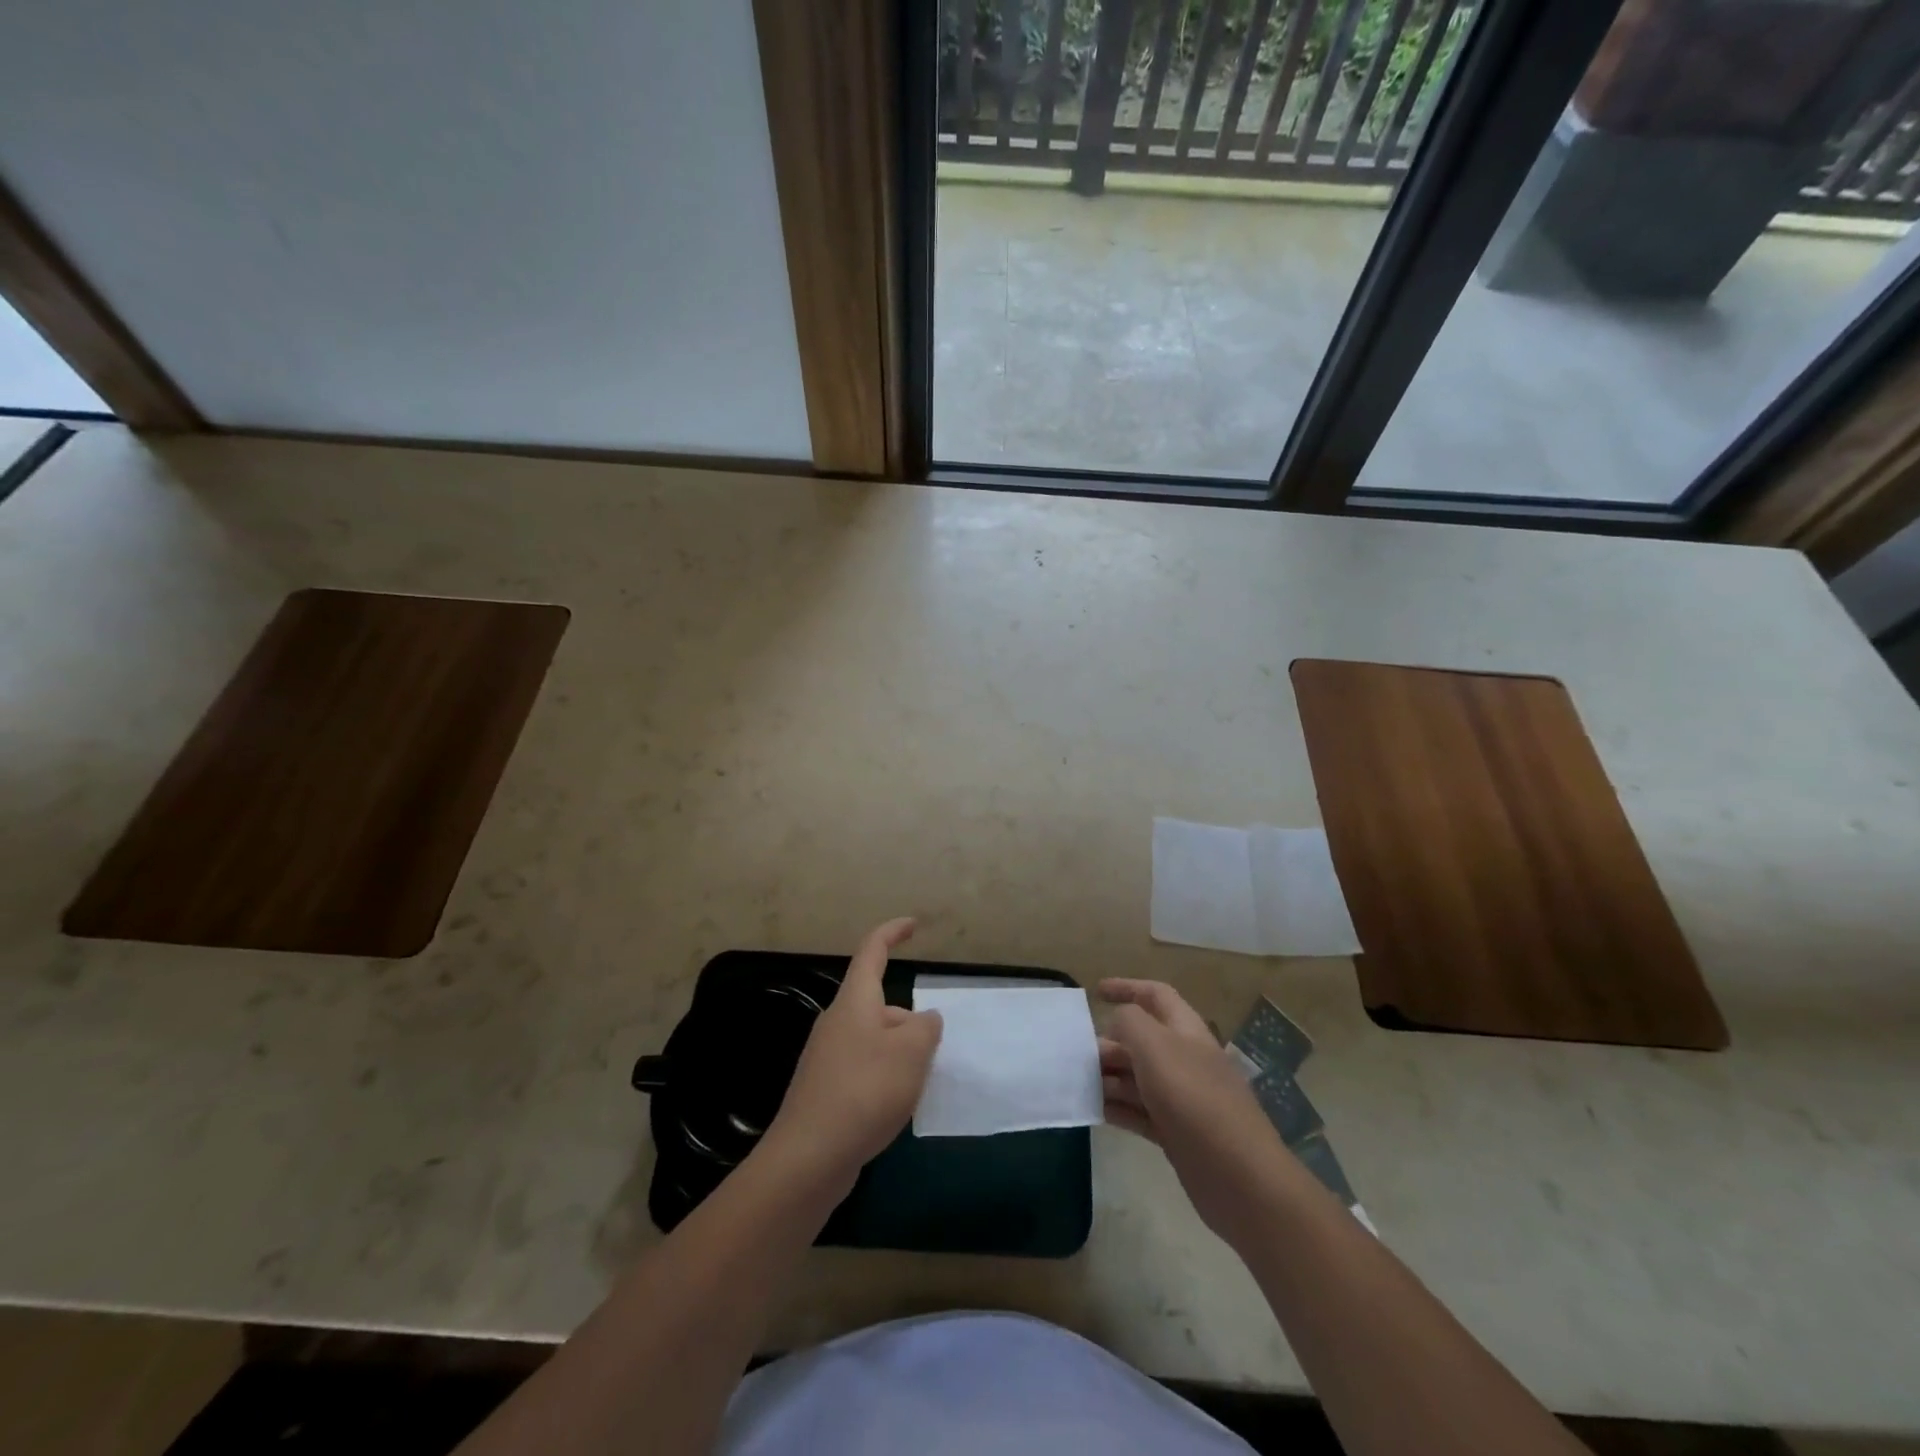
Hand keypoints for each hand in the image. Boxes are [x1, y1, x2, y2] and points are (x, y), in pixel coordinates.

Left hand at [763, 919, 942, 1195]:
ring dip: (899, 1054)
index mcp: (855, 1002)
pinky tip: (893, 1109)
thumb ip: (926, 1027)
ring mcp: (827, 1058)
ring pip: (875, 1041)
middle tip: (933, 1053)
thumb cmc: (865, 1091)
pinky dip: (885, 1079)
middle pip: (880, 1005)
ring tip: (918, 1086)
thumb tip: (924, 1020)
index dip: (893, 933)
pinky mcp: (824, 1091)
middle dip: (910, 1022)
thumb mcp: (912, 1052)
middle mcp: (837, 1022)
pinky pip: (864, 1069)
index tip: (913, 924)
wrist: (808, 1158)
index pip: (872, 951)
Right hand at [1099, 979, 1289, 1241]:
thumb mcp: (1156, 1048)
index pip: (1156, 996)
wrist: (1241, 1178)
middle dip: (1108, 1042)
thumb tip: (1117, 1022)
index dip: (1127, 987)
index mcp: (1186, 1031)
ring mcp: (1182, 1099)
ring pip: (1137, 1078)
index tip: (1096, 992)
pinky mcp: (1177, 1134)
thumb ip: (1130, 1024)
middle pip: (1141, 1040)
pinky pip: (1139, 1112)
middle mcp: (1185, 1059)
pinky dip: (1117, 1108)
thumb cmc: (1195, 1100)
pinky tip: (1094, 1111)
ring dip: (1108, 1077)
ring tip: (1077, 1083)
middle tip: (1075, 1054)